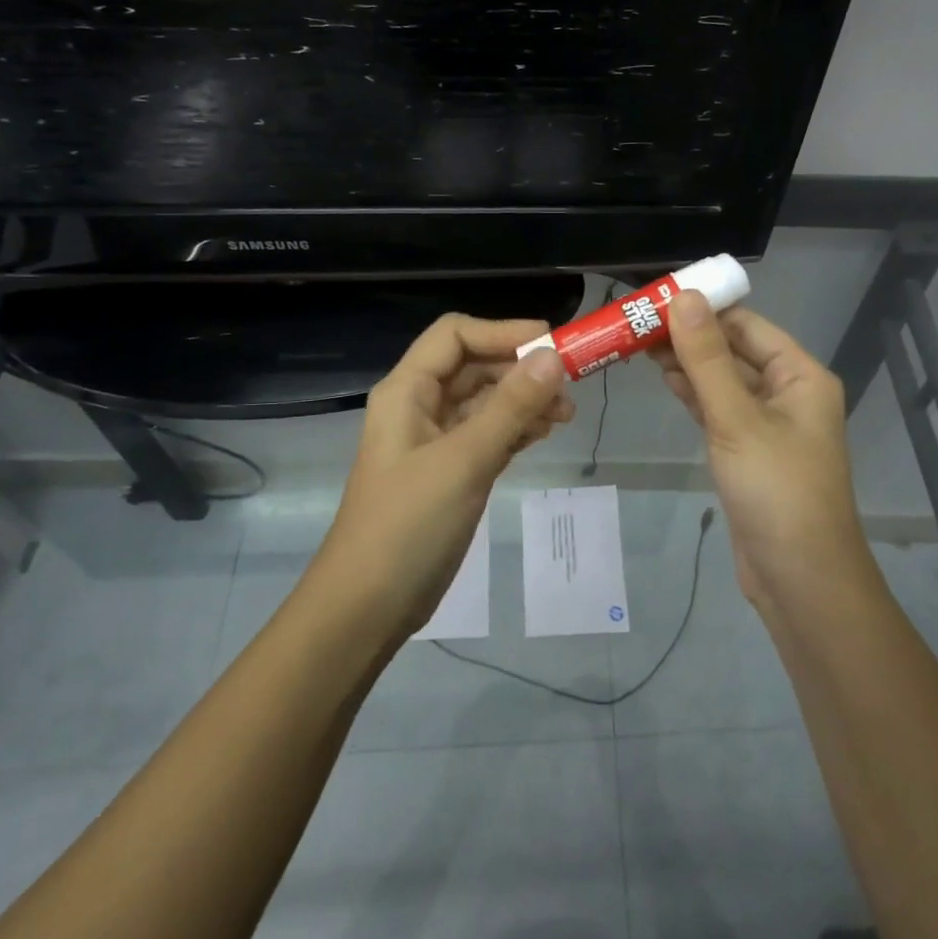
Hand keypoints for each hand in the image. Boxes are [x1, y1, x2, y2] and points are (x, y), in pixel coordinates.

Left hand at [315, 315, 573, 634]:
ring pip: (485, 401)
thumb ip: (510, 407)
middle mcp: (419, 406)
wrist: (368, 606)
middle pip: (474, 365)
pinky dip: (516, 428)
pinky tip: (544, 434)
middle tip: (569, 388)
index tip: (553, 345)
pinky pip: (488, 434)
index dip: (504, 332)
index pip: (456, 335)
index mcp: (407, 391)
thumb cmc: (408, 525)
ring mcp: (435, 440)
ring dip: (524, 400)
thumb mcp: (464, 460)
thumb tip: (553, 357)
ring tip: (564, 417)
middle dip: (520, 369)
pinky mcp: (451, 471)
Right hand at [651, 292, 867, 607]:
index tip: (656, 298)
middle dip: (691, 336)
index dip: (705, 309)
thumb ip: (707, 359)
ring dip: (689, 364)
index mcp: (800, 376)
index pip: (748, 326)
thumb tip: (684, 297)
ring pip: (724, 382)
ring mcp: (769, 425)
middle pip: (735, 351)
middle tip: (637, 323)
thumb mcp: (737, 418)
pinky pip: (720, 411)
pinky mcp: (749, 452)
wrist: (799, 579)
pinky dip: (694, 395)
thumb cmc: (776, 490)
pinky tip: (665, 380)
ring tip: (640, 346)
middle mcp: (788, 394)